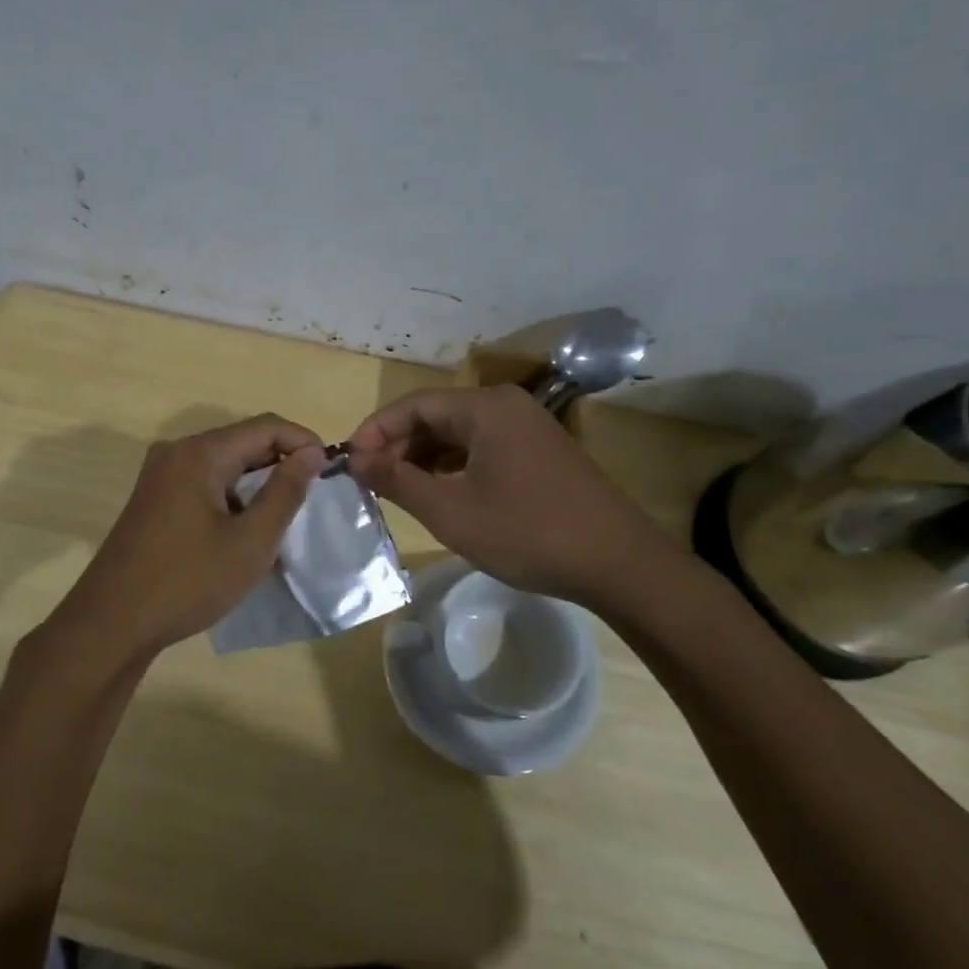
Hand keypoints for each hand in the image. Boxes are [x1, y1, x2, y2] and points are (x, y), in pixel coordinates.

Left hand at [38, 414, 325, 665]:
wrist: (112, 623)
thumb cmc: (187, 581)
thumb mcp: (250, 542)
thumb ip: (285, 492)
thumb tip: (311, 453)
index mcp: (199, 454)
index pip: (265, 427)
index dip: (302, 442)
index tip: (330, 473)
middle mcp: (176, 453)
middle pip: (242, 442)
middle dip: (281, 464)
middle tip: (312, 498)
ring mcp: (160, 476)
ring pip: (224, 465)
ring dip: (257, 485)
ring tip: (284, 520)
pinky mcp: (154, 499)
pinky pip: (204, 484)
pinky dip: (232, 499)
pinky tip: (247, 532)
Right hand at [347, 385, 684, 607]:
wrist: (619, 564)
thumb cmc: (527, 533)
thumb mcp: (451, 511)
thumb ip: (397, 480)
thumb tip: (355, 459)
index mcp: (485, 407)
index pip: (413, 404)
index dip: (375, 430)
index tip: (349, 463)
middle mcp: (506, 406)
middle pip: (436, 415)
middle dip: (398, 445)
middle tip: (370, 481)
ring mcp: (528, 427)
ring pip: (458, 433)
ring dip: (423, 458)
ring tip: (397, 490)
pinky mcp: (540, 452)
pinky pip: (482, 448)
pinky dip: (453, 466)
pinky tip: (439, 494)